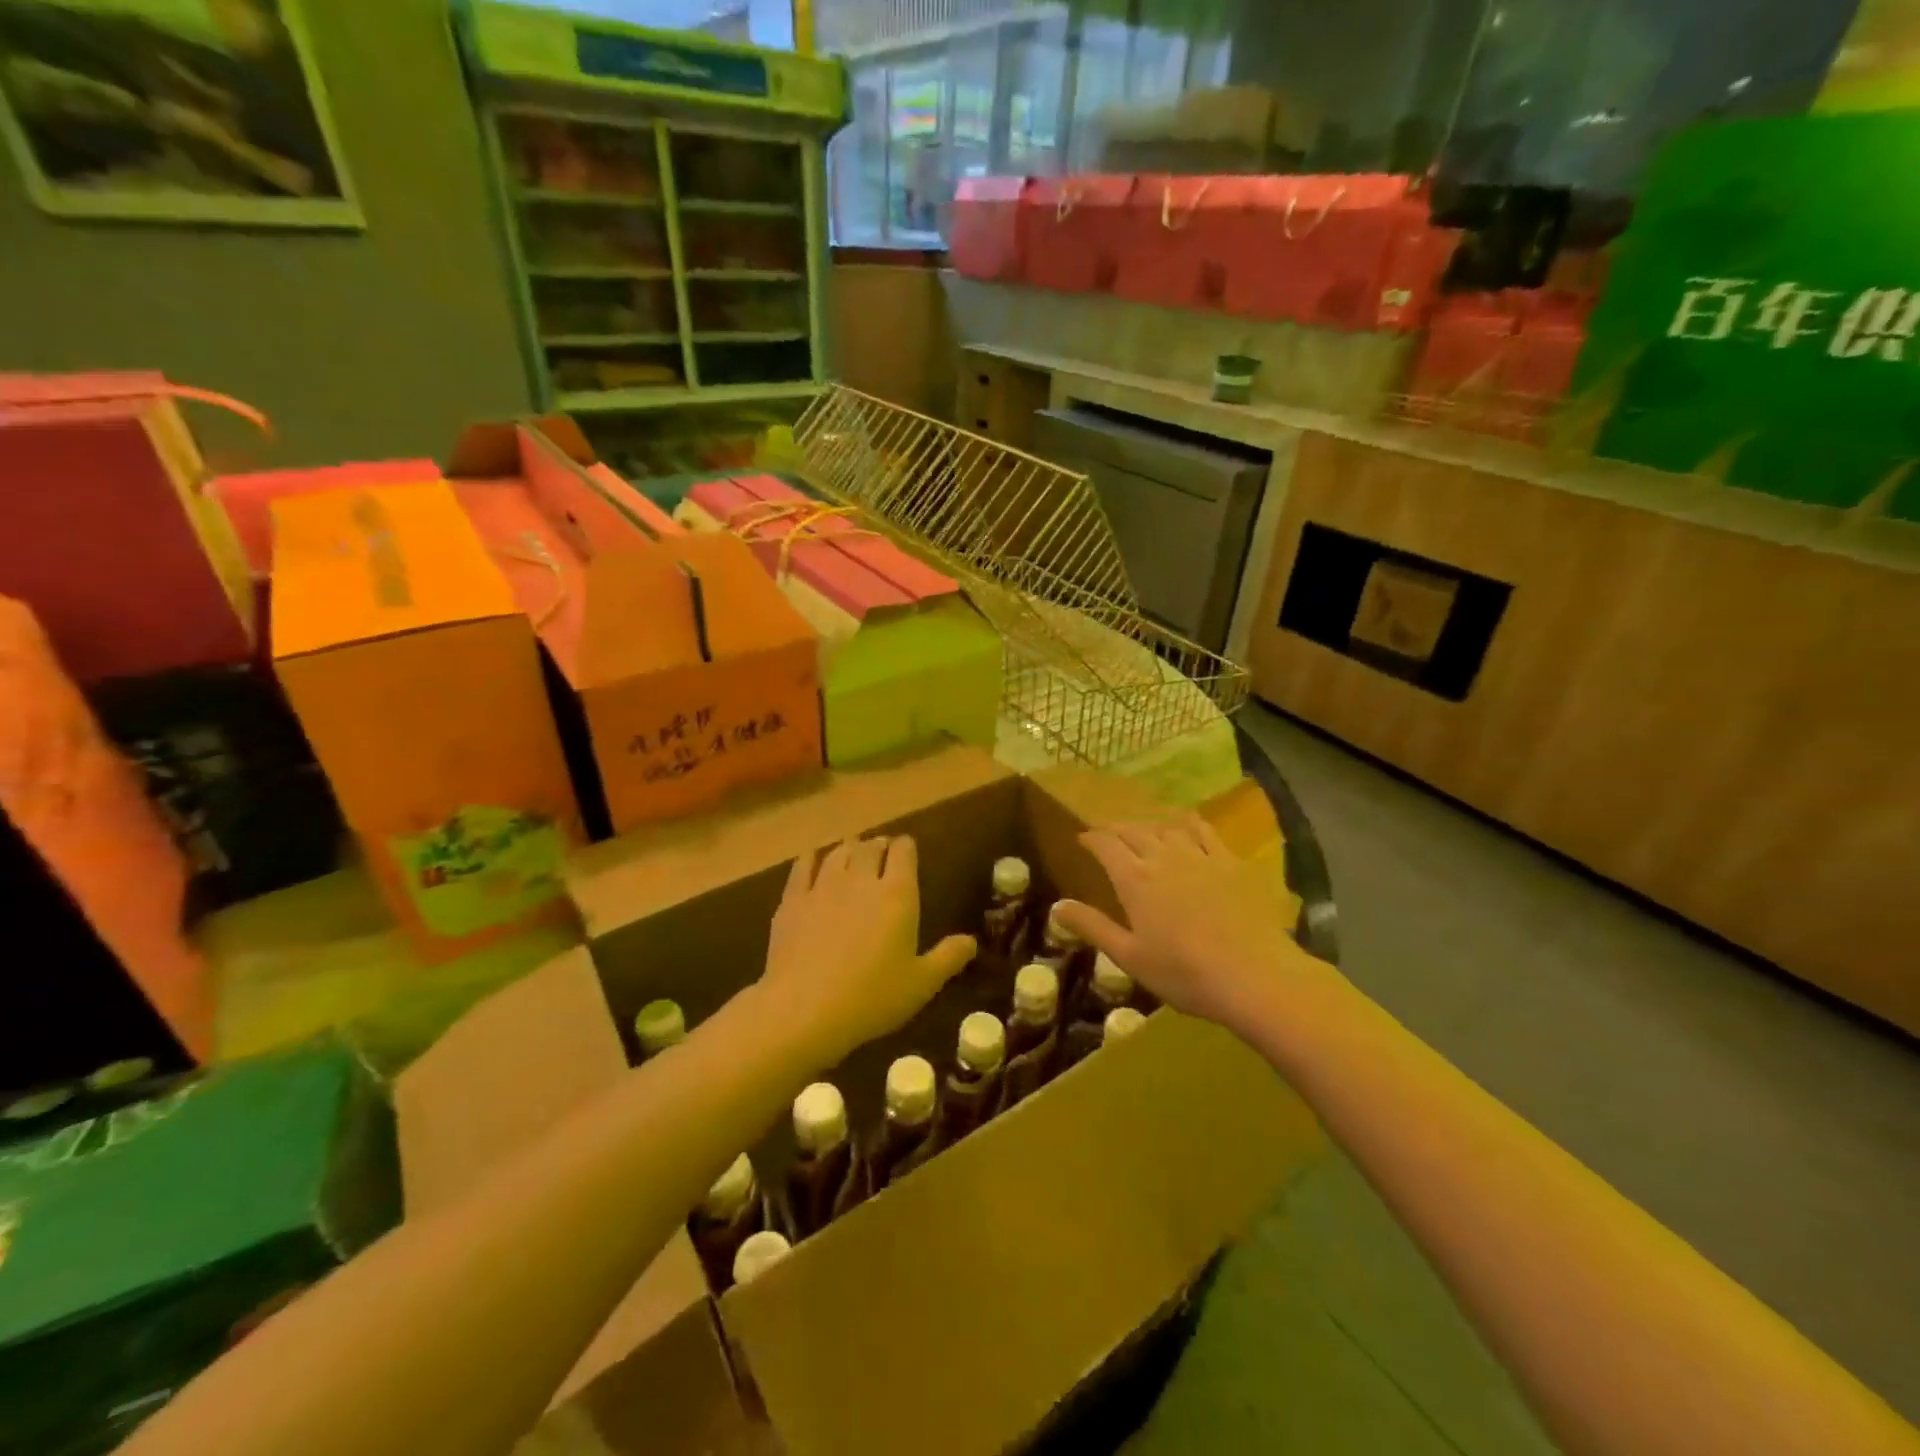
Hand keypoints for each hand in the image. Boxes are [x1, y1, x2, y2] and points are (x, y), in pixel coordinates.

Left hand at [760, 835, 975, 1065]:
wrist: (804, 1008)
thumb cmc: (872, 997)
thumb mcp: (921, 984)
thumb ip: (948, 958)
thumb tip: (971, 941)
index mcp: (897, 894)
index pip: (903, 852)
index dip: (906, 847)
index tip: (907, 850)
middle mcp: (860, 879)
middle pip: (870, 847)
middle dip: (878, 845)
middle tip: (881, 851)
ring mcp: (823, 886)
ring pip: (838, 852)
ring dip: (849, 847)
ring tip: (852, 849)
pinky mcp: (793, 899)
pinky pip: (803, 865)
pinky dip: (813, 857)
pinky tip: (813, 858)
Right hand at [1053, 815, 1303, 1029]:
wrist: (1255, 976)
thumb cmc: (1184, 973)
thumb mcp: (1129, 956)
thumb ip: (1092, 926)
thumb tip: (1056, 906)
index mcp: (1134, 879)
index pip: (1105, 845)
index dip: (1091, 839)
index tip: (1082, 840)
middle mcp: (1163, 857)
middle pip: (1134, 831)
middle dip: (1116, 829)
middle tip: (1107, 835)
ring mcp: (1200, 856)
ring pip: (1166, 827)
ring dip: (1148, 826)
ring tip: (1143, 832)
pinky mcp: (1230, 862)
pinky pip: (1204, 831)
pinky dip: (1188, 824)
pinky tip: (1186, 826)